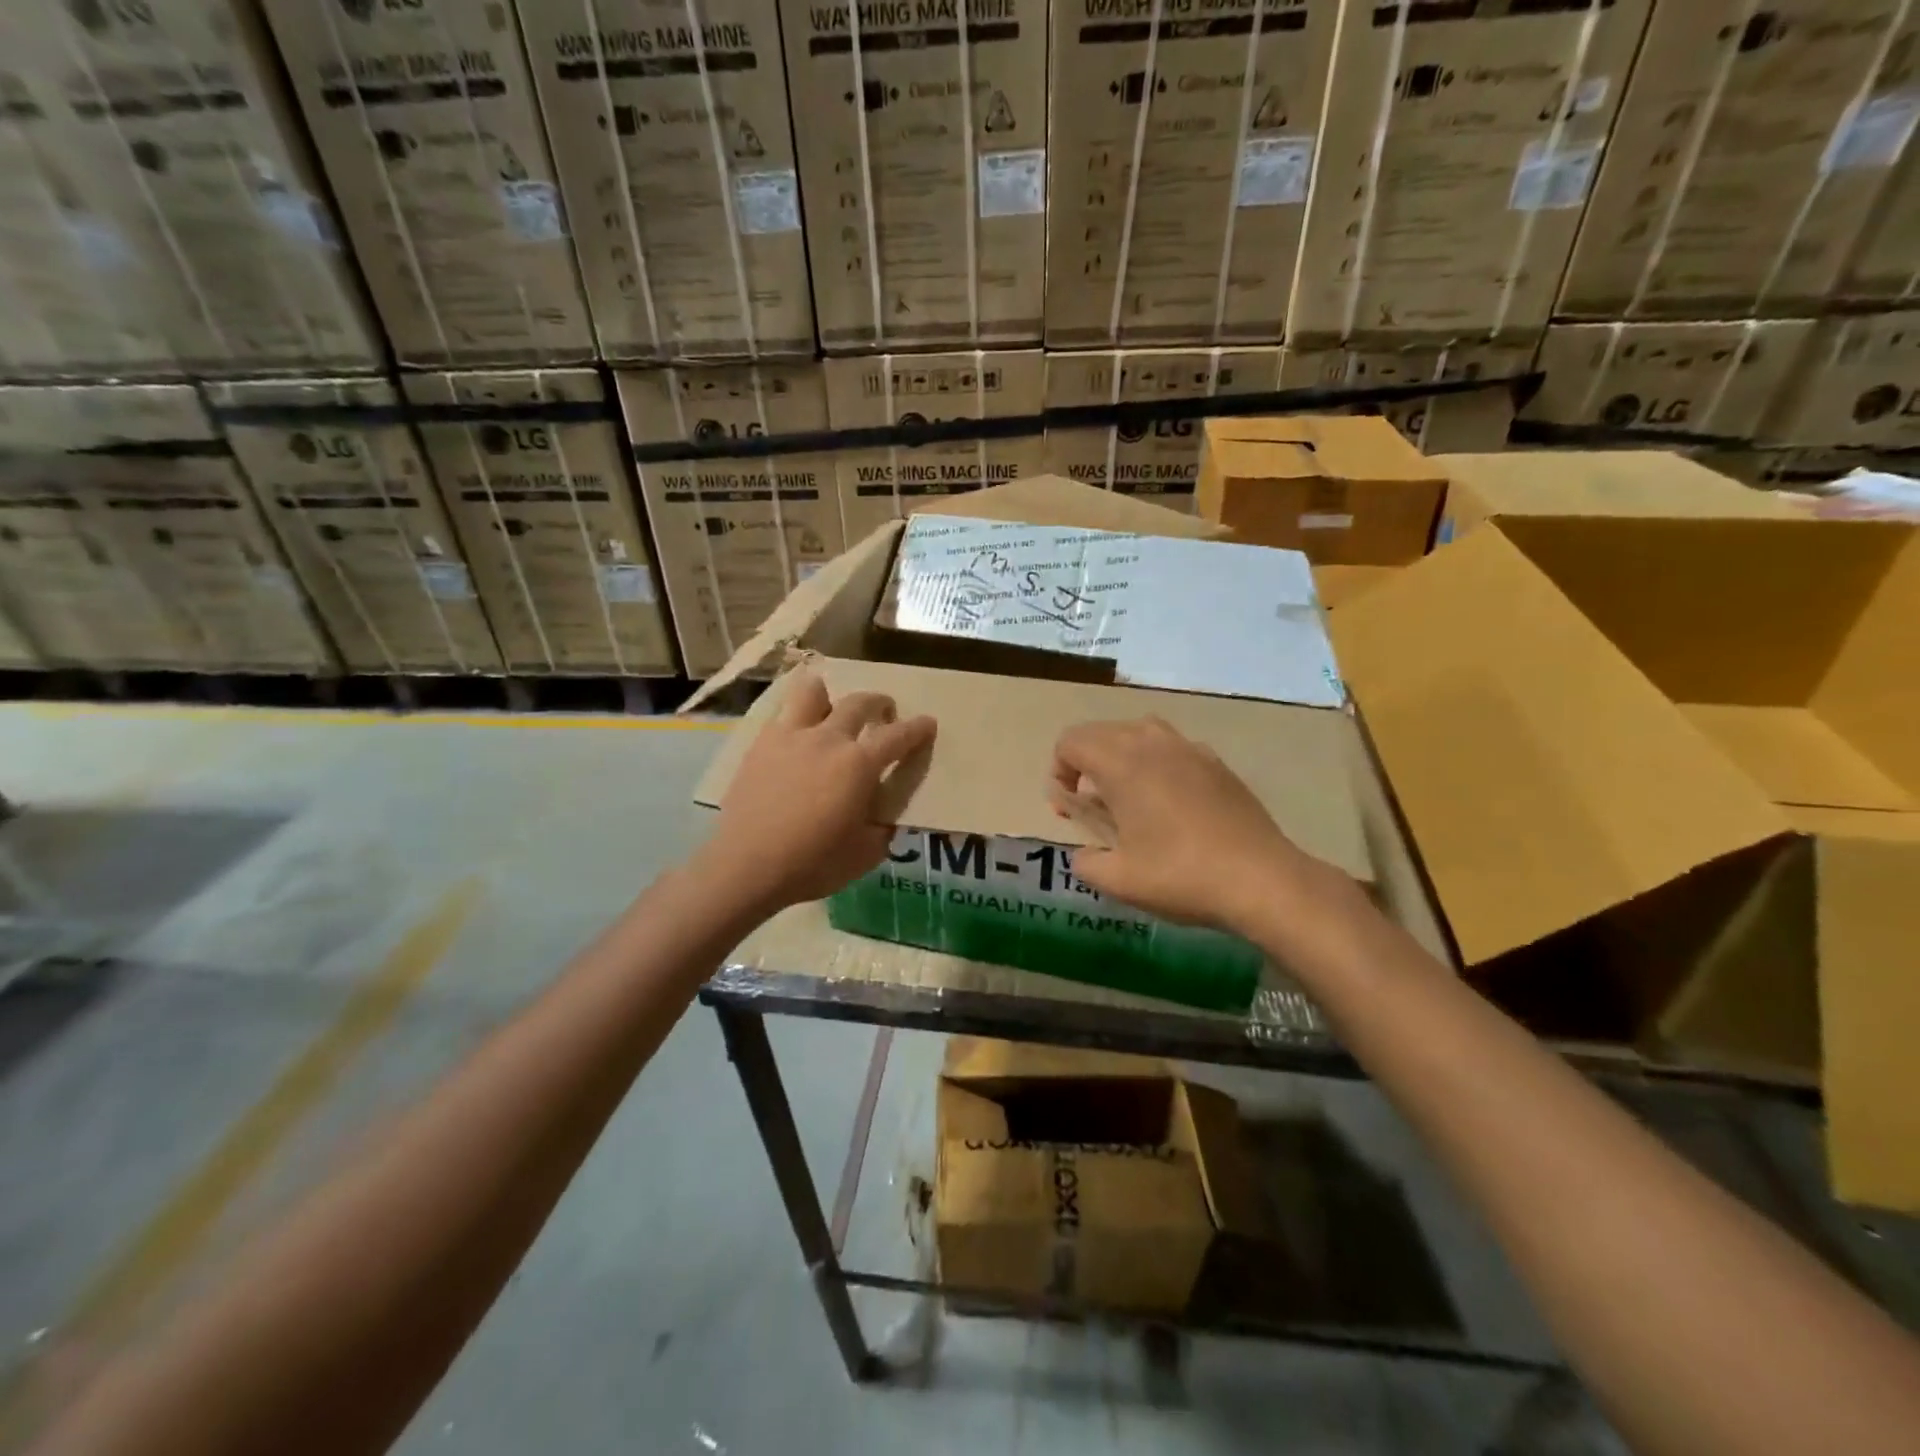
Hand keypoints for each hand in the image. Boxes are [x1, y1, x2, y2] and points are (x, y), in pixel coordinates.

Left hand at [701, 669, 935, 913]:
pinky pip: (783, 714)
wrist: (746, 866)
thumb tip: (887, 813)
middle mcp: (828, 739)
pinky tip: (798, 735)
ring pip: (813, 692)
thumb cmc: (813, 863)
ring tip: (833, 709)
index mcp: (859, 764)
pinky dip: (798, 716)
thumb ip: (884, 826)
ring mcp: (790, 736)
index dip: (918, 728)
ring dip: (831, 695)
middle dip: (879, 702)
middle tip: (885, 713)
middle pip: (859, 702)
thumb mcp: (867, 853)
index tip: (928, 723)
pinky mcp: (760, 744)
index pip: (898, 736)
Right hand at [1050, 716, 1346, 936]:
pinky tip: (1170, 804)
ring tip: (1128, 797)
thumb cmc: (1181, 876)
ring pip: (1139, 732)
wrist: (1262, 879)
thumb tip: (1084, 856)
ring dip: (1121, 756)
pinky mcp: (1217, 763)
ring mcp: (1190, 749)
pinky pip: (1173, 747)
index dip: (1058, 771)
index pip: (1071, 741)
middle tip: (1092, 806)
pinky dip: (1157, 763)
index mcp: (1122, 764)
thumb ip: (1086, 864)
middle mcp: (1153, 744)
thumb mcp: (1119, 880)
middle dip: (1085, 763)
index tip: (1068, 810)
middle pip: (1101, 731)